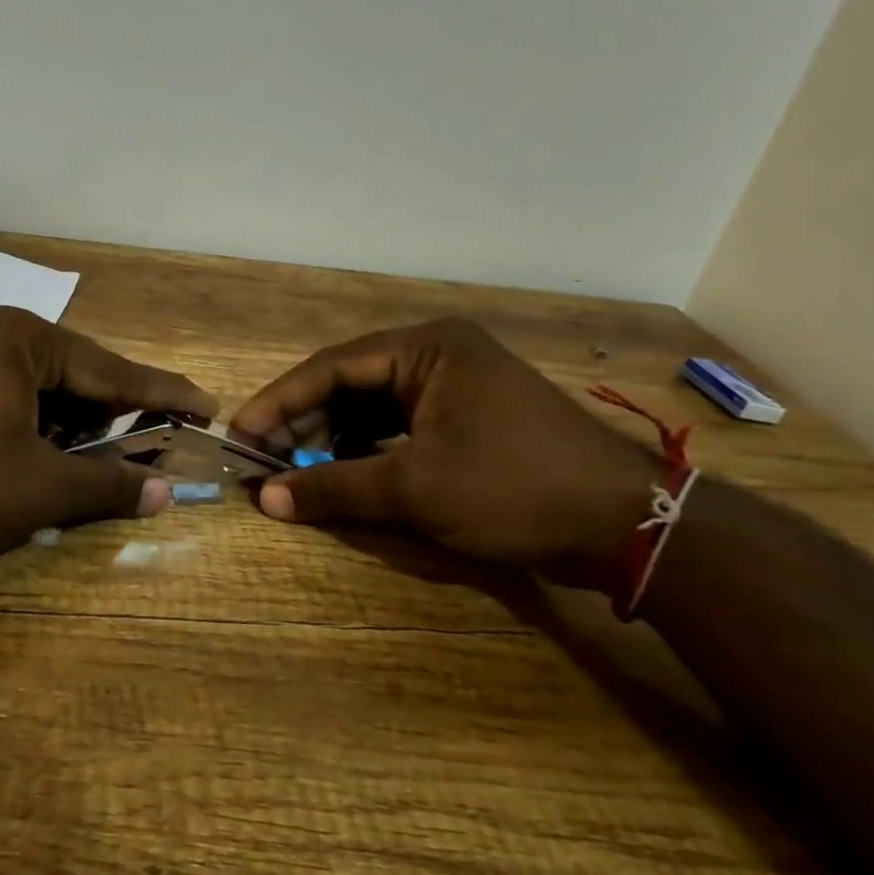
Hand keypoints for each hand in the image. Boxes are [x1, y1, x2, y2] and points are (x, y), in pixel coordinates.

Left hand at [0, 307, 213, 570]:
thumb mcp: (36, 490)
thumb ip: (105, 486)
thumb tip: (165, 492)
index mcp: (24, 340)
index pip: (114, 369)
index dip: (165, 394)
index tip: (207, 406)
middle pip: (76, 374)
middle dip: (116, 412)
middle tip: (160, 440)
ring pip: (38, 387)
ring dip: (72, 423)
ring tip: (104, 457)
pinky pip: (3, 394)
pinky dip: (31, 424)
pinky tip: (40, 455)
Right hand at [230, 318, 659, 589]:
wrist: (632, 527)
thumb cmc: (515, 489)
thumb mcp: (415, 488)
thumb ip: (335, 488)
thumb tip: (265, 502)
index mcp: (426, 347)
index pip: (331, 368)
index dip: (279, 402)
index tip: (242, 435)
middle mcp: (437, 354)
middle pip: (348, 384)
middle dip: (303, 423)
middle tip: (263, 459)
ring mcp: (455, 385)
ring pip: (371, 407)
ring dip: (331, 439)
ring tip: (293, 470)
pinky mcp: (467, 417)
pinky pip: (398, 425)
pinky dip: (366, 449)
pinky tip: (341, 474)